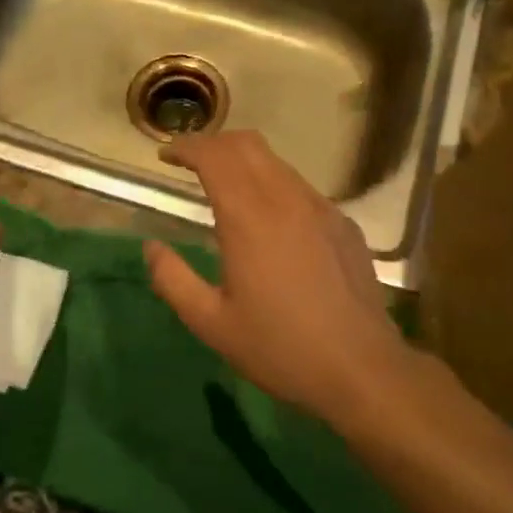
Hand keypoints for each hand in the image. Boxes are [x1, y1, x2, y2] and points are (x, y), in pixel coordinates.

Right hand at [143, 130, 416, 428]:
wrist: (361, 369)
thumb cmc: (279, 348)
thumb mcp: (211, 323)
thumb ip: (173, 280)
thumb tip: (151, 247)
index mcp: (249, 218)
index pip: (215, 156)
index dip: (187, 147)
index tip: (167, 156)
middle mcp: (286, 199)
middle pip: (247, 144)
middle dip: (214, 143)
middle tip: (191, 164)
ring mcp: (321, 208)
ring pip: (277, 163)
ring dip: (245, 162)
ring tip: (226, 187)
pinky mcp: (344, 224)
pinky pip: (301, 188)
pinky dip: (274, 185)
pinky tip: (271, 220)